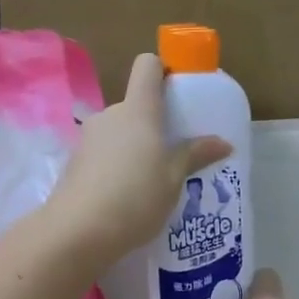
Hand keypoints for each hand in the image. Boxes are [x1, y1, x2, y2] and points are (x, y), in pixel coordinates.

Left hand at [46, 52, 231, 266]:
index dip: (163, 70)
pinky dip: (117, 166)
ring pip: (119, 132)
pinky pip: (104, 154)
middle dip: (154, 123)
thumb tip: (224, 143)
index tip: (179, 92)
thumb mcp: (173, 179)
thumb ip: (195, 155)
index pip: (148, 66)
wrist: (78, 232)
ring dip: (135, 147)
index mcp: (138, 110)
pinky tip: (127, 196)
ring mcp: (88, 139)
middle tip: (174, 152)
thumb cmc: (135, 198)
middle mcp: (110, 115)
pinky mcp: (75, 163)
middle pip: (135, 105)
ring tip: (152, 180)